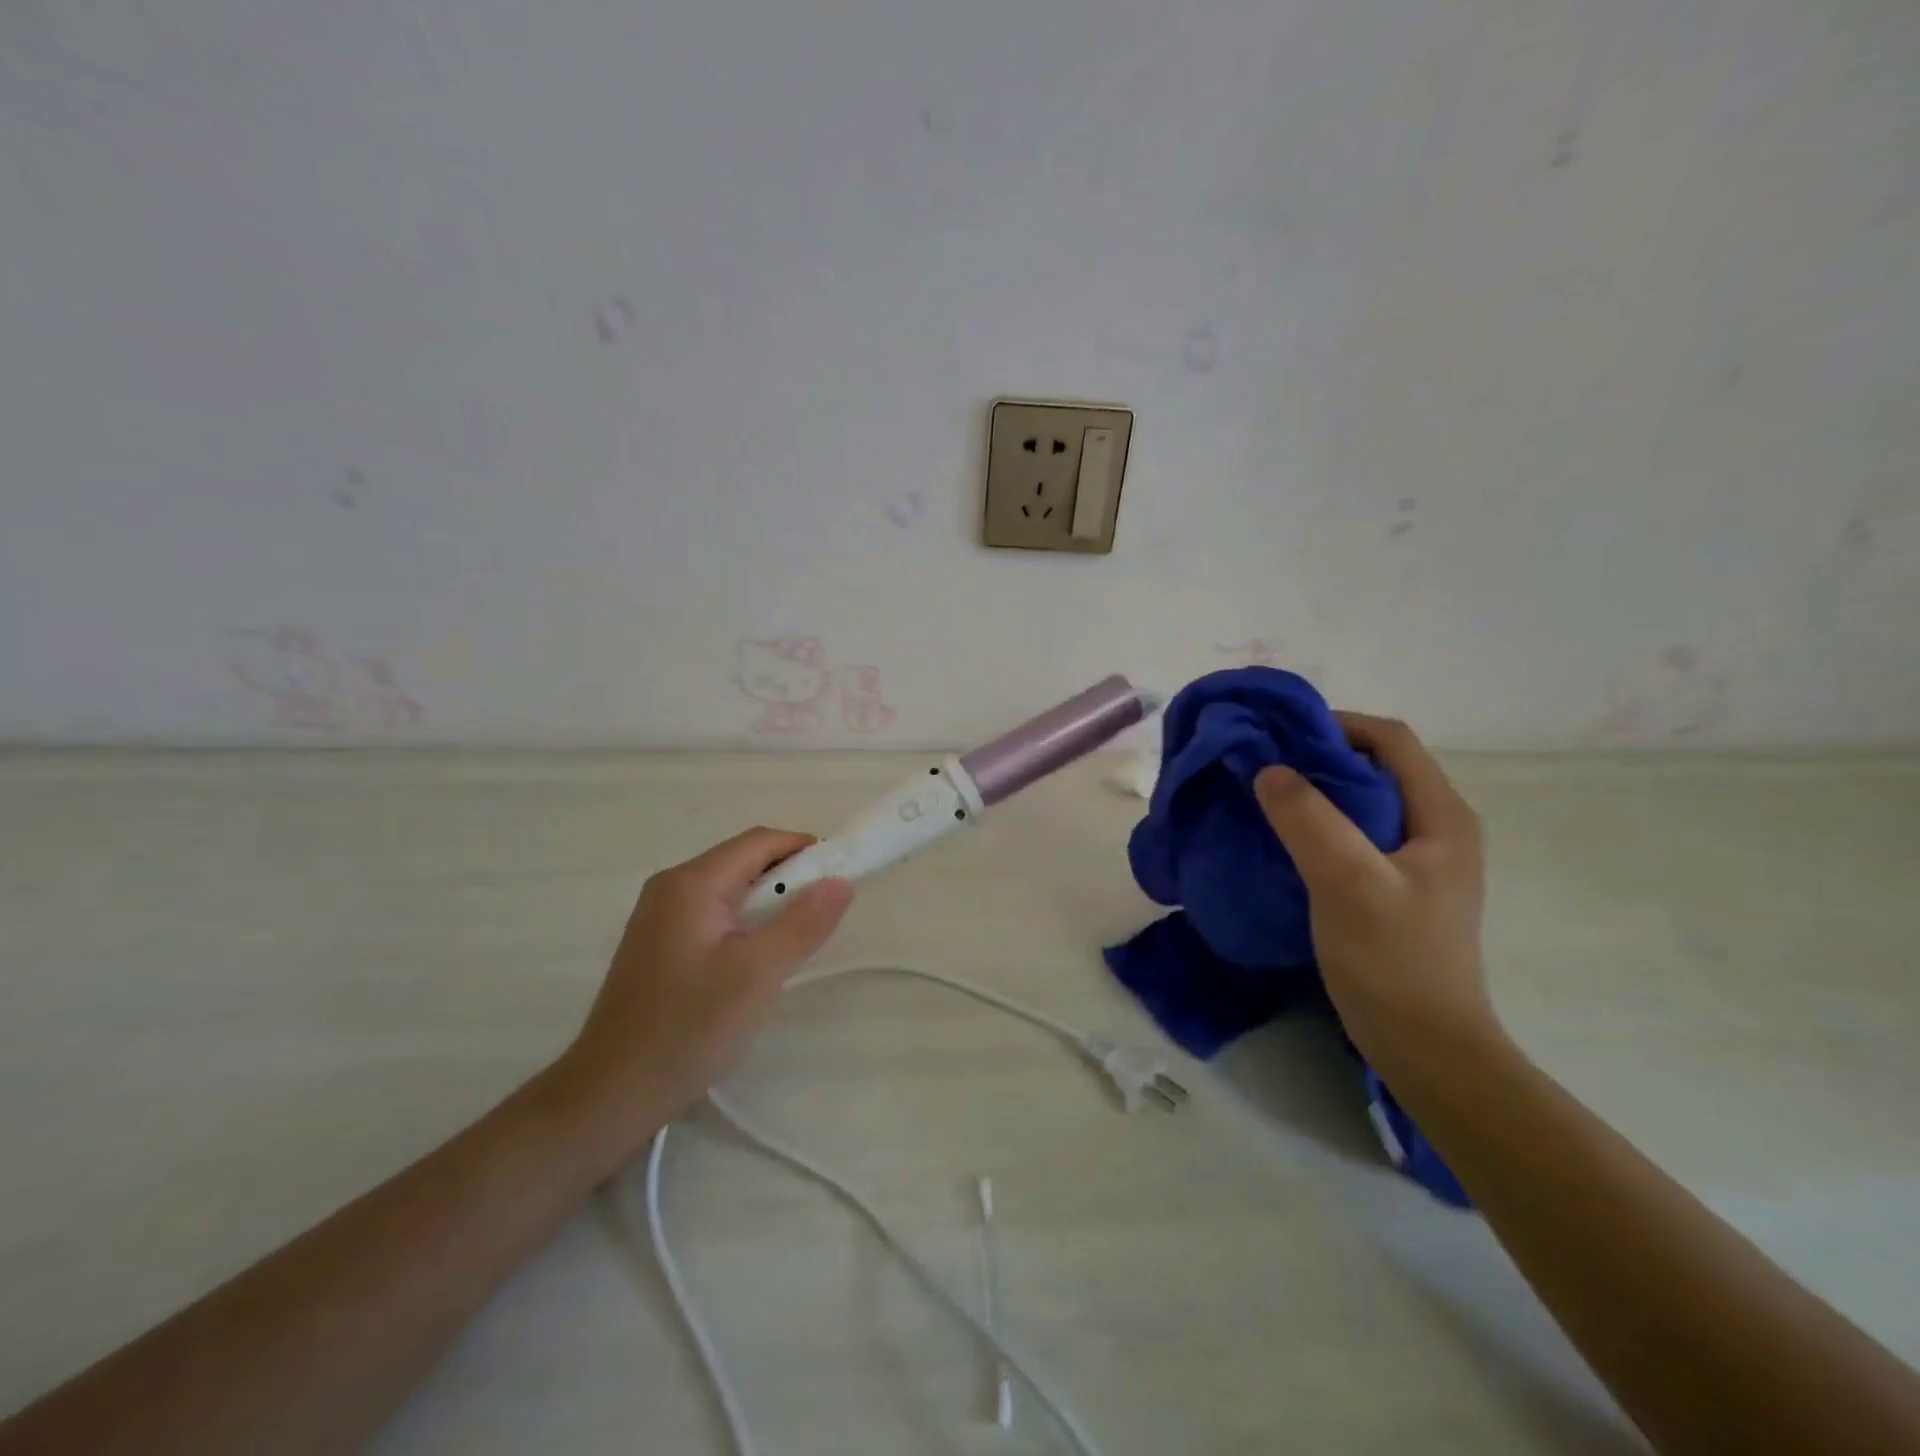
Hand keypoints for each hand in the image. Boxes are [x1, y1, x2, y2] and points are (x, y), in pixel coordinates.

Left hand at [552, 828, 852, 1155]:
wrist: (610, 1096)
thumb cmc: (687, 1030)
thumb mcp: (757, 975)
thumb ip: (803, 924)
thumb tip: (842, 881)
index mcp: (691, 883)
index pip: (760, 842)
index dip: (806, 850)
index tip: (843, 877)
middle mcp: (671, 887)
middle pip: (744, 861)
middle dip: (790, 877)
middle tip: (825, 913)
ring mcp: (660, 916)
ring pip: (730, 889)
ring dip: (770, 901)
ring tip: (798, 937)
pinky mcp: (659, 944)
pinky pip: (715, 913)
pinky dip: (747, 921)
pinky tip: (759, 957)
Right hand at [1253, 713, 1493, 1063]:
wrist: (1425, 1047)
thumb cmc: (1393, 961)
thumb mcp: (1348, 882)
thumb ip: (1309, 819)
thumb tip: (1268, 769)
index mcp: (1441, 815)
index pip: (1389, 740)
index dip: (1334, 725)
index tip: (1277, 735)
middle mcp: (1436, 826)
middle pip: (1375, 766)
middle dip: (1317, 756)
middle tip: (1261, 764)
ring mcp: (1418, 859)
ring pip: (1361, 801)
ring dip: (1314, 791)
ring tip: (1263, 796)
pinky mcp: (1395, 885)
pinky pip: (1353, 834)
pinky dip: (1317, 823)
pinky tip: (1282, 838)